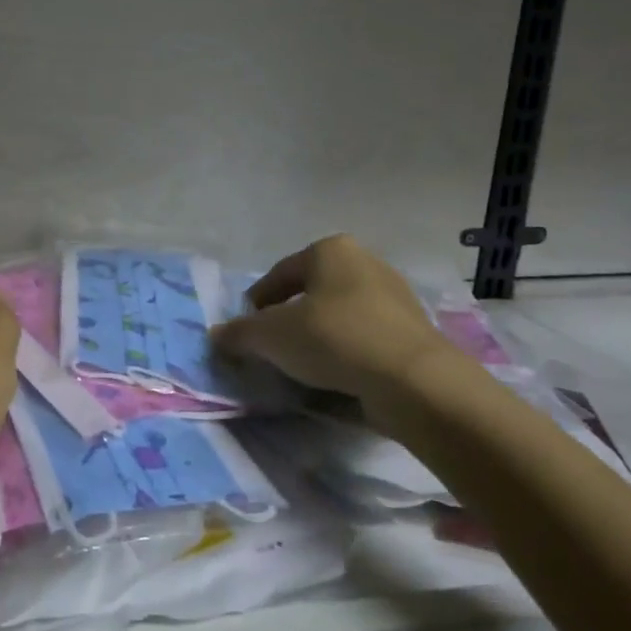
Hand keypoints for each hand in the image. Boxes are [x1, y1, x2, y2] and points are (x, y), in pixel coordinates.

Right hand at [213, 235, 456, 412]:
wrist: (414, 380)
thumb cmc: (334, 338)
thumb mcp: (271, 336)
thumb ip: (240, 333)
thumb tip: (217, 334)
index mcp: (330, 250)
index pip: (280, 274)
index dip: (256, 302)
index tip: (245, 329)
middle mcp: (365, 263)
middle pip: (312, 292)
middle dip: (289, 318)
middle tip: (272, 347)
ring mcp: (395, 297)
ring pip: (340, 315)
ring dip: (318, 337)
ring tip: (301, 366)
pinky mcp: (413, 332)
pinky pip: (365, 338)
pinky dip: (346, 353)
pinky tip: (335, 377)